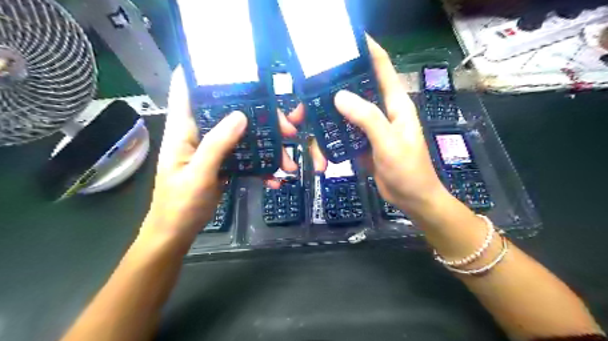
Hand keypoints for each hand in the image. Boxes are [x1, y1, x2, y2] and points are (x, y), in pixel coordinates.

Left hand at [142, 67, 304, 241]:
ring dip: (268, 145)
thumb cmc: (179, 204)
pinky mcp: (224, 163)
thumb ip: (217, 144)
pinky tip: (275, 178)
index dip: (204, 70)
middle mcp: (200, 132)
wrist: (178, 232)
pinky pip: (246, 156)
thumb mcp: (199, 174)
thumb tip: (241, 115)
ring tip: (288, 161)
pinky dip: (262, 166)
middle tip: (288, 127)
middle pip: (231, 112)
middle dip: (261, 116)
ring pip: (244, 135)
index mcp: (184, 129)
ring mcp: (214, 148)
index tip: (234, 65)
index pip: (187, 88)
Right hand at [313, 38, 445, 212]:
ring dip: (323, 124)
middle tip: (303, 104)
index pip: (381, 66)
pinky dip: (328, 143)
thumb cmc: (408, 170)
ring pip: (341, 115)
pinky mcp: (360, 143)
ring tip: (305, 134)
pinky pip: (341, 136)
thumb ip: (367, 118)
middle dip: (327, 94)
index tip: (342, 41)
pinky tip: (321, 158)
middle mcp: (380, 110)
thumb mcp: (389, 143)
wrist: (411, 199)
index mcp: (394, 103)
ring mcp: (368, 127)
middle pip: (352, 91)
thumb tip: (339, 96)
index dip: (365, 49)